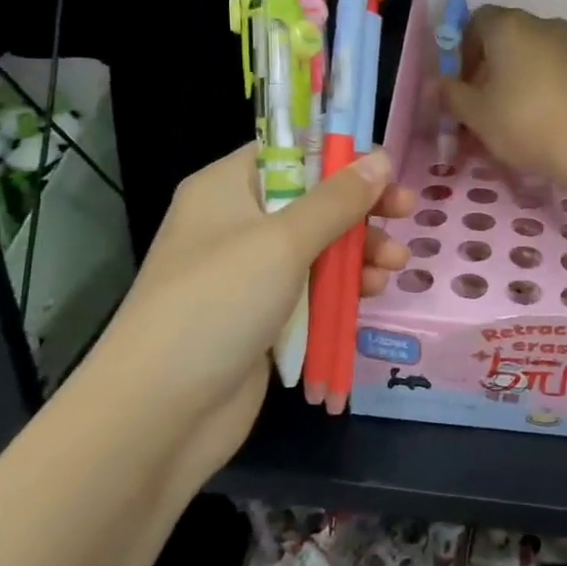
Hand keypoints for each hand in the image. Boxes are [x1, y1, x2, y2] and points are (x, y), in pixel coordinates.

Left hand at [98, 144, 416, 470]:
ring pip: (318, 247)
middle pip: (311, 200)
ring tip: (395, 263)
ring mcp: (249, 274)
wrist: (159, 414)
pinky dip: (343, 287)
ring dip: (359, 251)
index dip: (336, 154)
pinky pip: (312, 289)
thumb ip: (337, 200)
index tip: (383, 165)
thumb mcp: (283, 241)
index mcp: (226, 189)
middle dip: (360, 208)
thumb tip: (380, 157)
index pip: (287, 151)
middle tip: (407, 210)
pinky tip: (372, 292)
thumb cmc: (218, 303)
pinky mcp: (263, 317)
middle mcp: (236, 224)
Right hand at [442, 6, 566, 180]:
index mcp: (508, 25)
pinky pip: (555, 68)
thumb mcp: (476, 114)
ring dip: (515, 76)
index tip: (461, 82)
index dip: (463, 48)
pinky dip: (541, 84)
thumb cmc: (524, 122)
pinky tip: (539, 116)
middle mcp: (541, 24)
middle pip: (505, 36)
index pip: (476, 20)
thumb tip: (439, 84)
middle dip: (489, 65)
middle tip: (481, 101)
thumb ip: (452, 95)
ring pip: (531, 53)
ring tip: (509, 114)